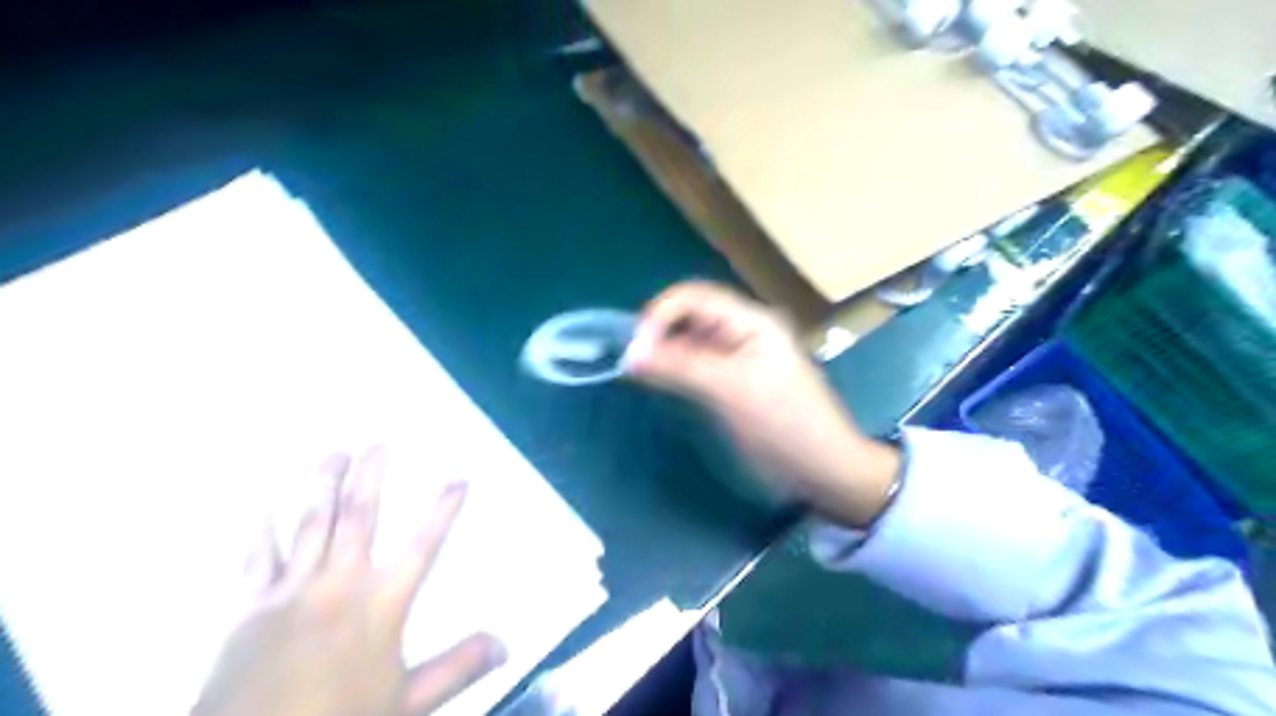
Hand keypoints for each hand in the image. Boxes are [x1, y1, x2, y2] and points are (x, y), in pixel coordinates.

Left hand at [193, 449, 503, 712]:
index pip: (424, 545)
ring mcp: (292, 591)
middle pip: (361, 517)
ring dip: (324, 486)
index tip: (459, 478)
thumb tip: (505, 643)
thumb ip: (457, 668)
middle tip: (379, 442)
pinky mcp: (250, 607)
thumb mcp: (408, 703)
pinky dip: (261, 532)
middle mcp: (340, 584)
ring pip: (312, 524)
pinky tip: (261, 506)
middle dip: (372, 476)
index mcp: (381, 604)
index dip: (444, 510)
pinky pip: (257, 559)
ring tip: (334, 453)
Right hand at [624, 282, 900, 527]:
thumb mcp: (730, 391)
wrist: (824, 469)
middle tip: (631, 361)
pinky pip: (698, 364)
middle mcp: (744, 330)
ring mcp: (739, 357)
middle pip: (691, 315)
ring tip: (639, 371)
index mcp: (751, 320)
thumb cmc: (782, 424)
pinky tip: (660, 381)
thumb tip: (630, 354)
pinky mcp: (734, 381)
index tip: (634, 348)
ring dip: (664, 351)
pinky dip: (676, 369)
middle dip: (658, 331)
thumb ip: (679, 367)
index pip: (695, 297)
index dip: (659, 314)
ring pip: (691, 341)